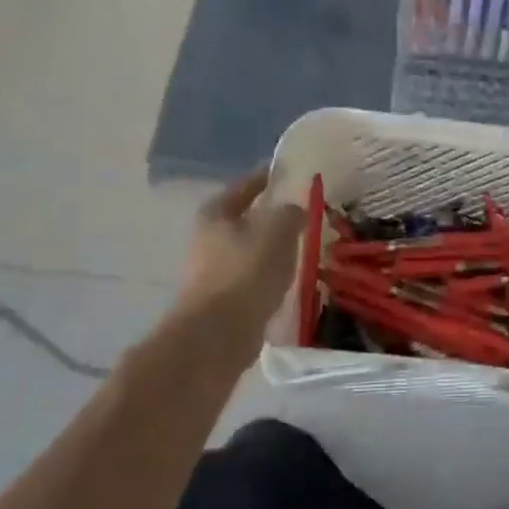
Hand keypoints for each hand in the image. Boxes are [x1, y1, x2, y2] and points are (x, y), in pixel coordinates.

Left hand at [174, 171, 304, 341]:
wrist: (217, 335)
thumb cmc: (246, 271)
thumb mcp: (278, 230)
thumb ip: (290, 212)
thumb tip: (294, 210)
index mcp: (215, 213)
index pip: (245, 186)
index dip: (267, 177)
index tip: (288, 173)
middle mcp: (207, 238)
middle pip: (245, 219)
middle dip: (271, 216)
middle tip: (301, 213)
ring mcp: (211, 272)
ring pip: (249, 250)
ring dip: (271, 249)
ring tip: (300, 248)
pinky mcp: (221, 301)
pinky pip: (251, 278)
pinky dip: (268, 275)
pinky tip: (288, 279)